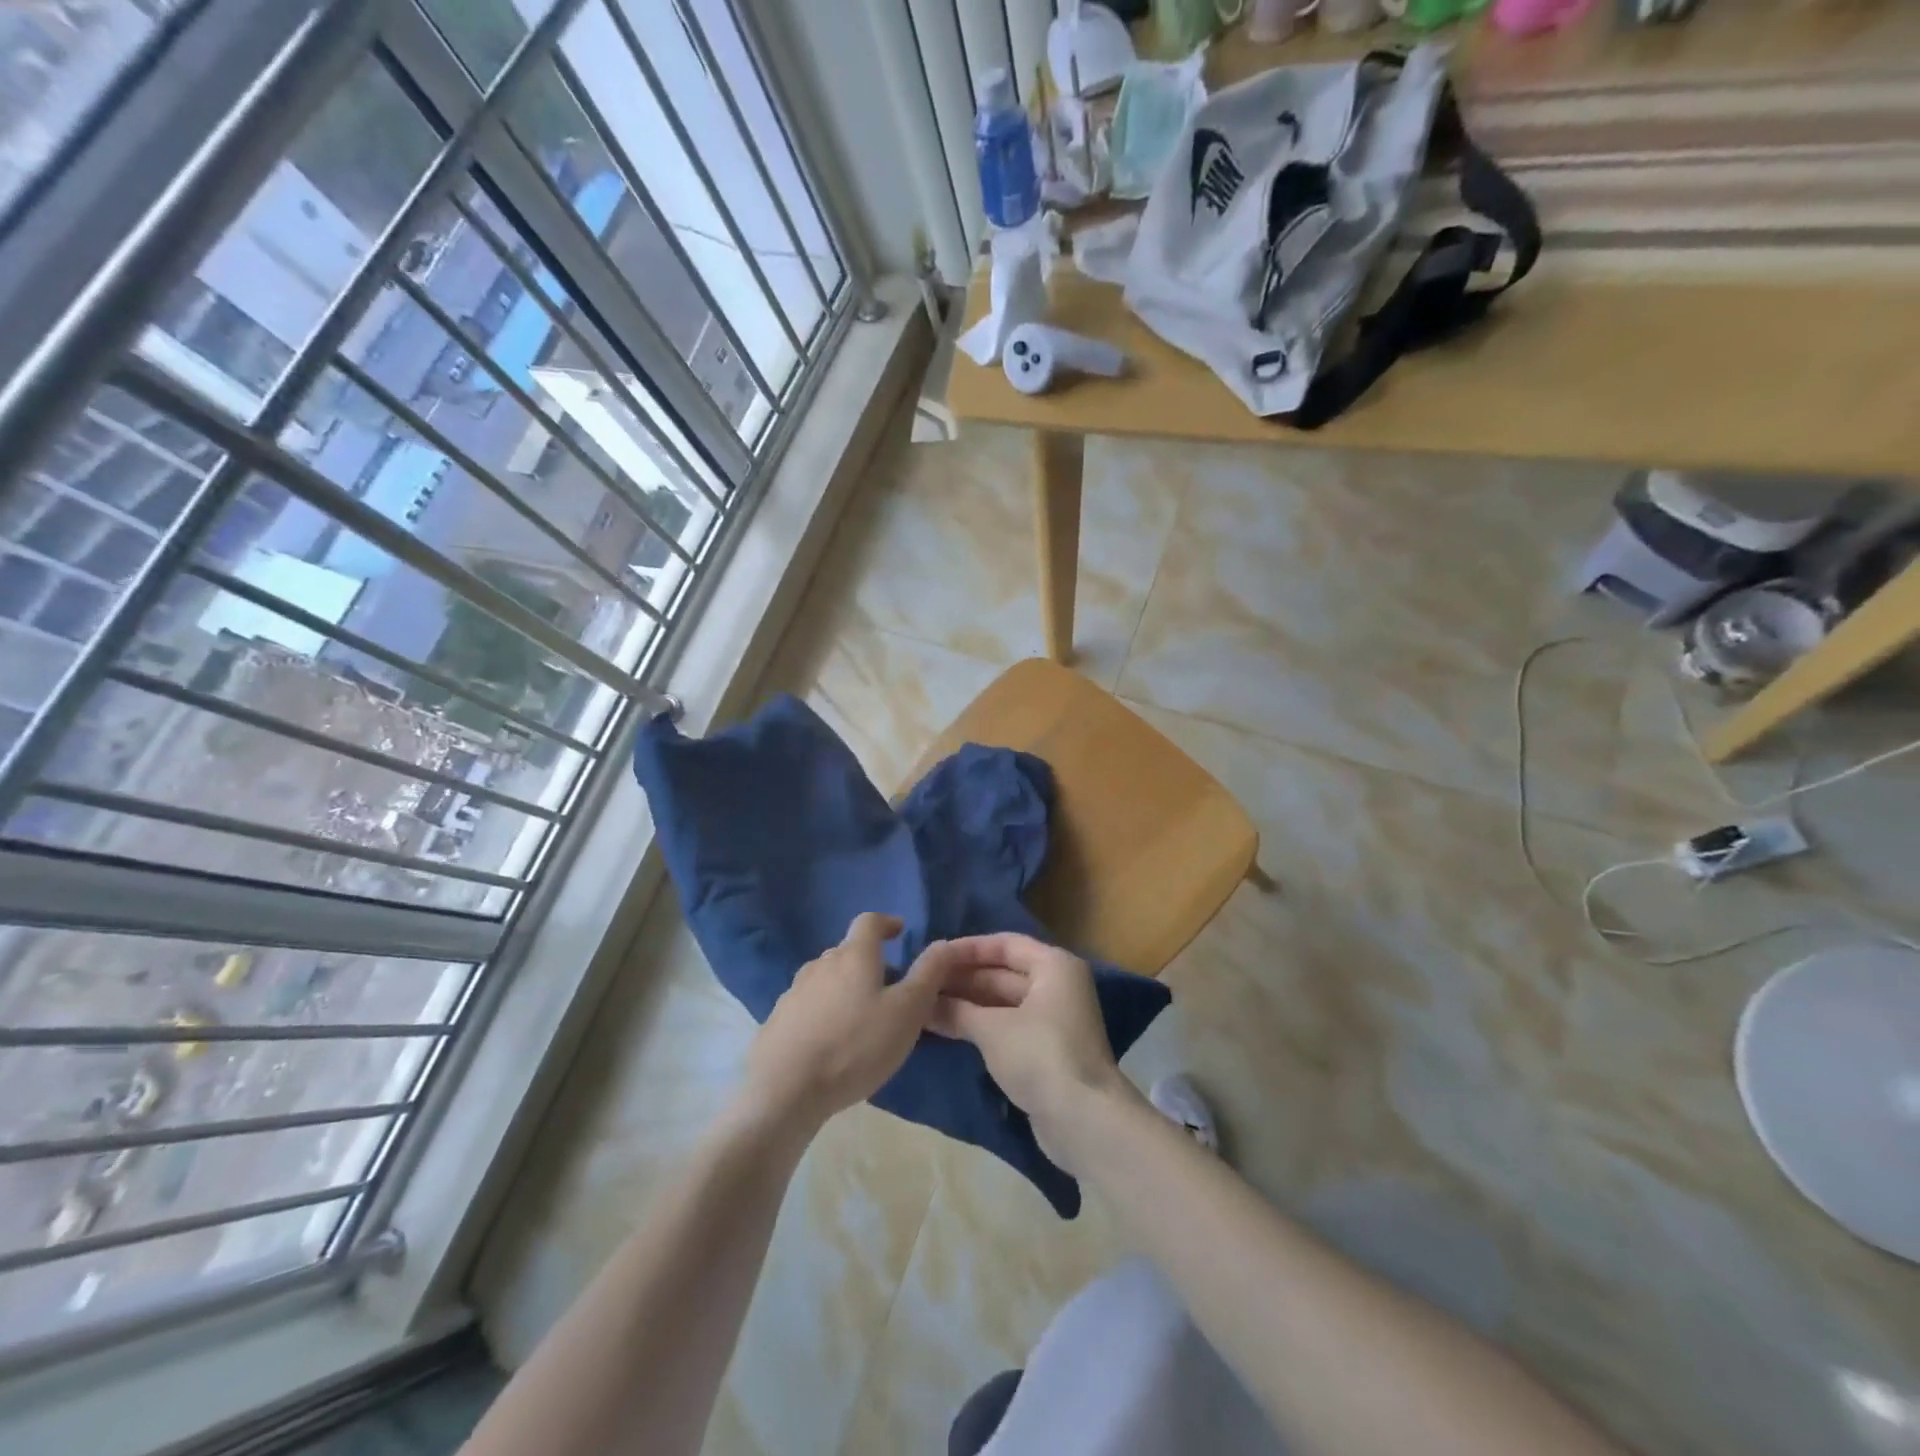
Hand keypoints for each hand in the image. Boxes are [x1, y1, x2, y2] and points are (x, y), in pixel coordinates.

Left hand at [739, 913, 954, 1136]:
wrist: (785, 1091)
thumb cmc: (855, 1045)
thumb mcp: (907, 1012)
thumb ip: (928, 975)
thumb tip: (944, 943)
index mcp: (853, 956)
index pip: (869, 922)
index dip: (886, 923)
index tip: (899, 931)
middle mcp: (820, 965)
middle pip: (846, 951)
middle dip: (867, 961)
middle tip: (887, 985)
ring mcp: (793, 992)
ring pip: (825, 979)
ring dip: (844, 987)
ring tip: (859, 1016)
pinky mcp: (777, 1021)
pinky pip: (807, 1006)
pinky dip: (823, 1013)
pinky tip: (829, 1041)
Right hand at [928, 933, 1131, 1172]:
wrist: (1084, 1120)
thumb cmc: (1040, 1056)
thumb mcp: (992, 1030)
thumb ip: (956, 1012)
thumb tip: (922, 1004)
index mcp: (1053, 966)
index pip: (1005, 944)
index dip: (968, 949)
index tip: (933, 956)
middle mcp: (1057, 986)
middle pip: (1003, 973)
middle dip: (964, 979)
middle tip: (923, 984)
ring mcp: (1054, 1020)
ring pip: (1004, 1003)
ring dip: (969, 1005)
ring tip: (927, 1007)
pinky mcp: (1047, 1050)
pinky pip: (1008, 1026)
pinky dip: (982, 1026)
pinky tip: (949, 1030)